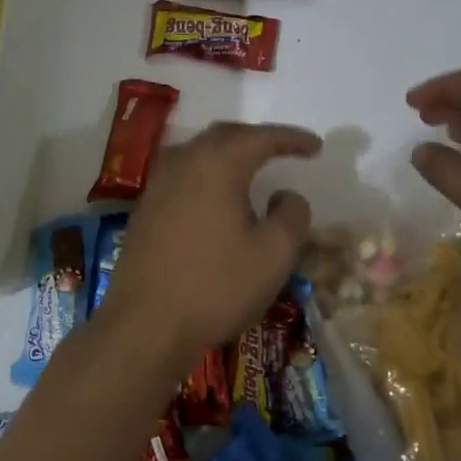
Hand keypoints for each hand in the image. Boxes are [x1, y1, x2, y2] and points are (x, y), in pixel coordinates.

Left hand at [100, 122, 319, 370]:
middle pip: (224, 136)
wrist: (145, 325)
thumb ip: (292, 215)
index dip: (291, 138)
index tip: (316, 145)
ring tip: (251, 167)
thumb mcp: (274, 255)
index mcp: (218, 165)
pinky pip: (182, 174)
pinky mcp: (145, 209)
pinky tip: (215, 196)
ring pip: (198, 152)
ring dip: (228, 153)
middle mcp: (184, 163)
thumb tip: (286, 196)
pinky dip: (207, 174)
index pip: (260, 137)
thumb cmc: (216, 287)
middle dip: (257, 138)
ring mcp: (158, 185)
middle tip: (283, 149)